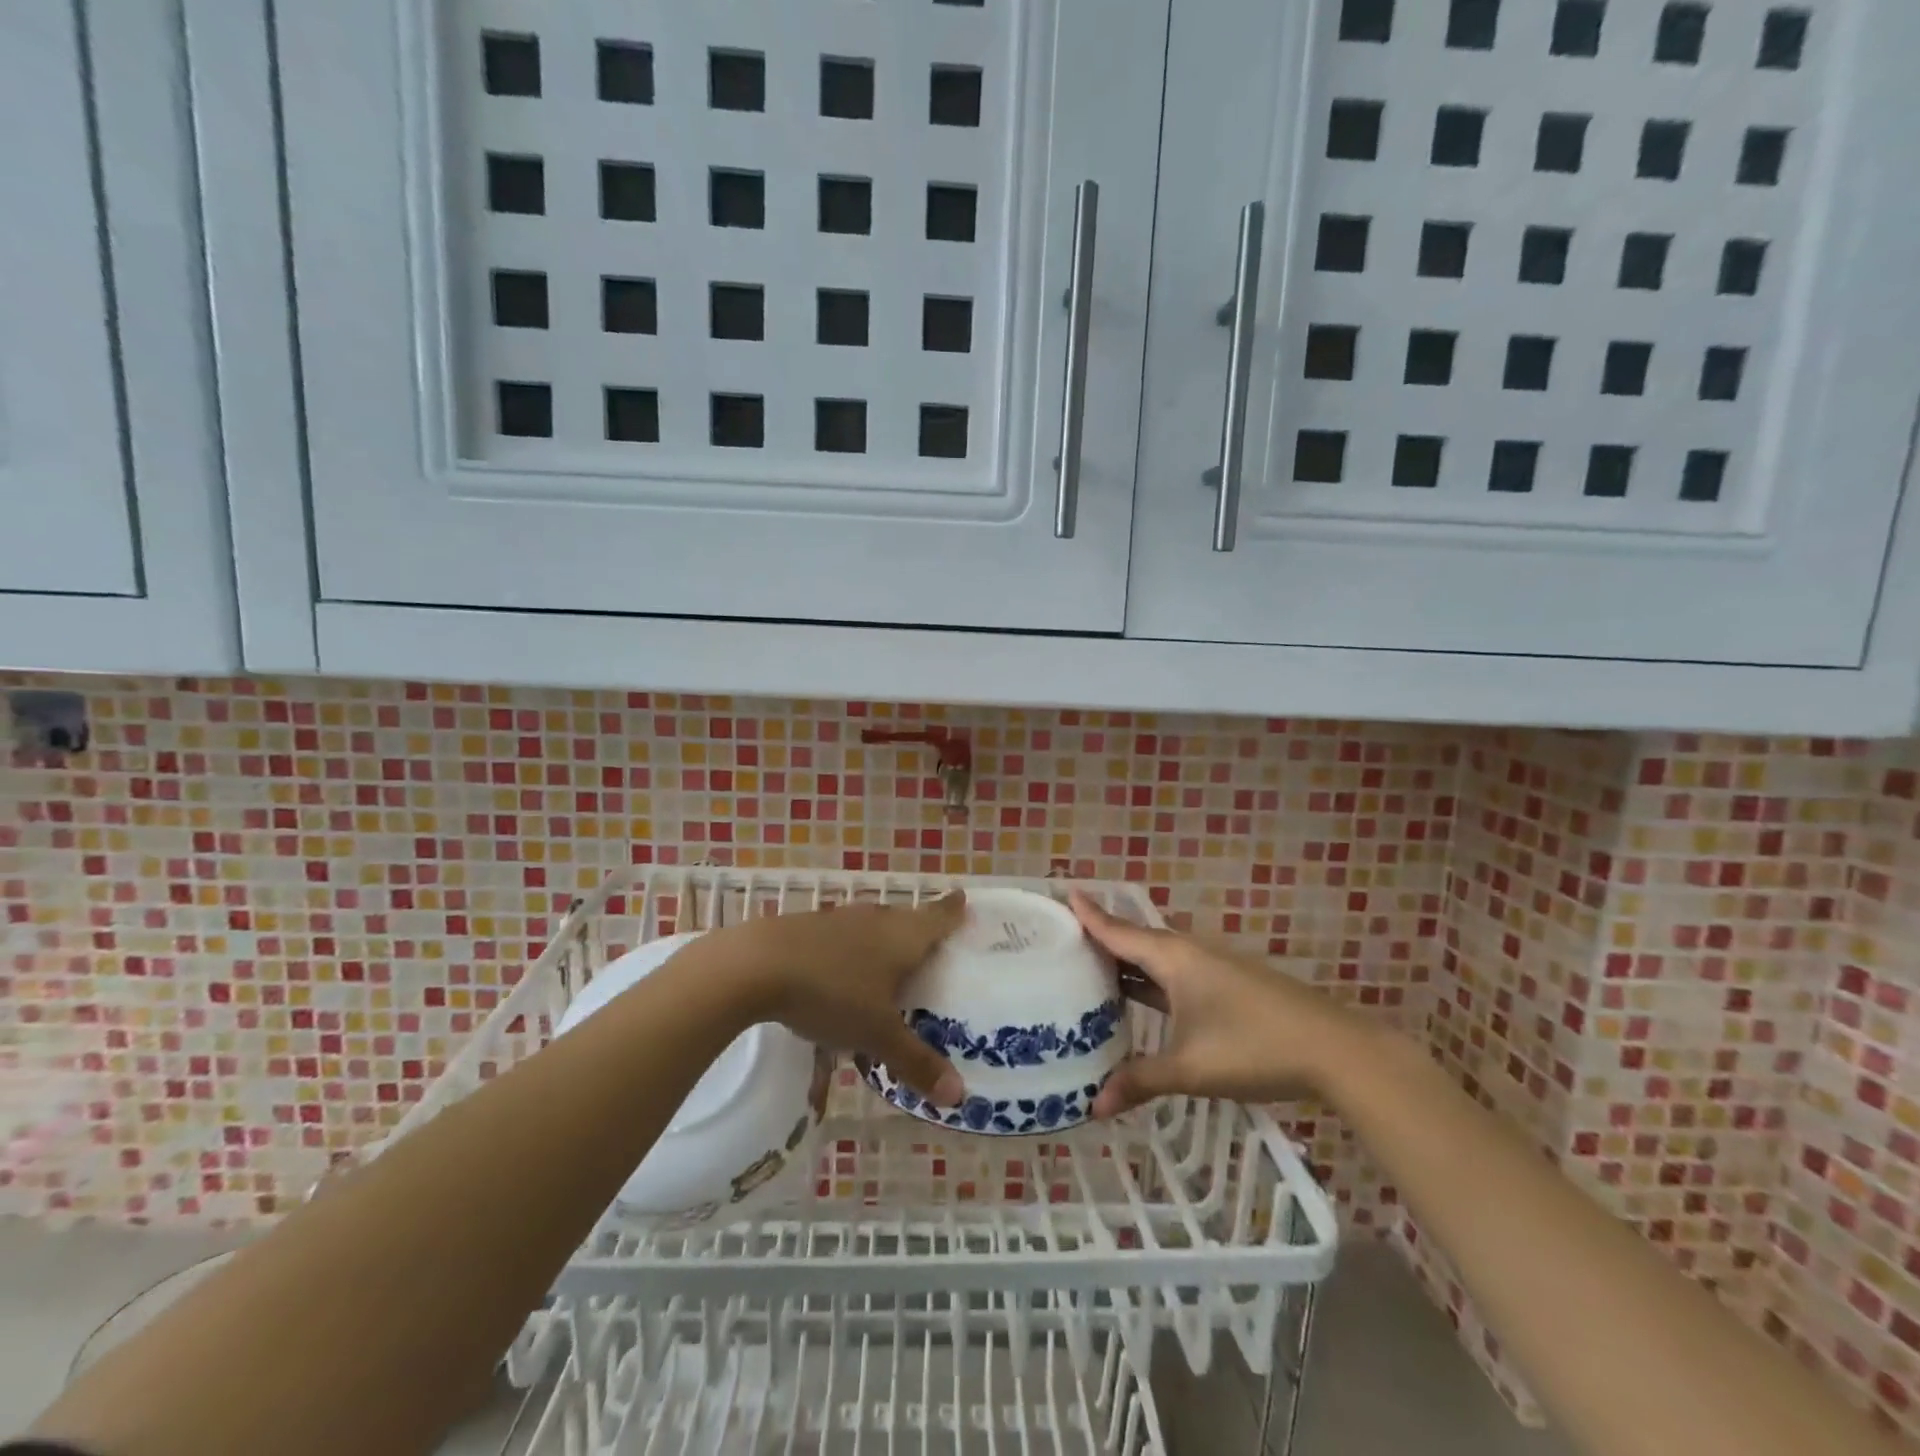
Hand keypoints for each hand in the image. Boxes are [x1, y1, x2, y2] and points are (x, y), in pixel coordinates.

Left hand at [725, 892, 967, 1105]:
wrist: (754, 966)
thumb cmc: (831, 992)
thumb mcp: (877, 1034)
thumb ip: (916, 1062)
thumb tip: (959, 1096)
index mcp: (902, 936)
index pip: (938, 916)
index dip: (954, 910)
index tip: (963, 899)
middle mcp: (874, 920)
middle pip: (905, 919)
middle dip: (919, 931)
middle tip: (932, 949)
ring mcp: (837, 920)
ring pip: (871, 927)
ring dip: (881, 942)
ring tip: (887, 966)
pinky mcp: (805, 929)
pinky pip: (840, 939)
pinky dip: (848, 953)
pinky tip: (837, 979)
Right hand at [1069, 890, 1366, 1117]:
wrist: (1334, 1050)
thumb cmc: (1253, 1048)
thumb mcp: (1190, 1069)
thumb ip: (1140, 1082)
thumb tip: (1093, 1107)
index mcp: (1172, 958)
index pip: (1118, 930)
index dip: (1088, 914)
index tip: (1062, 892)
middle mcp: (1188, 953)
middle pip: (1134, 940)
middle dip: (1100, 939)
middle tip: (1061, 941)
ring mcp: (1212, 967)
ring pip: (1156, 958)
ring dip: (1126, 962)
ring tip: (1091, 969)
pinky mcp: (1228, 984)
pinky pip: (1174, 972)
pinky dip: (1150, 979)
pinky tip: (1141, 998)